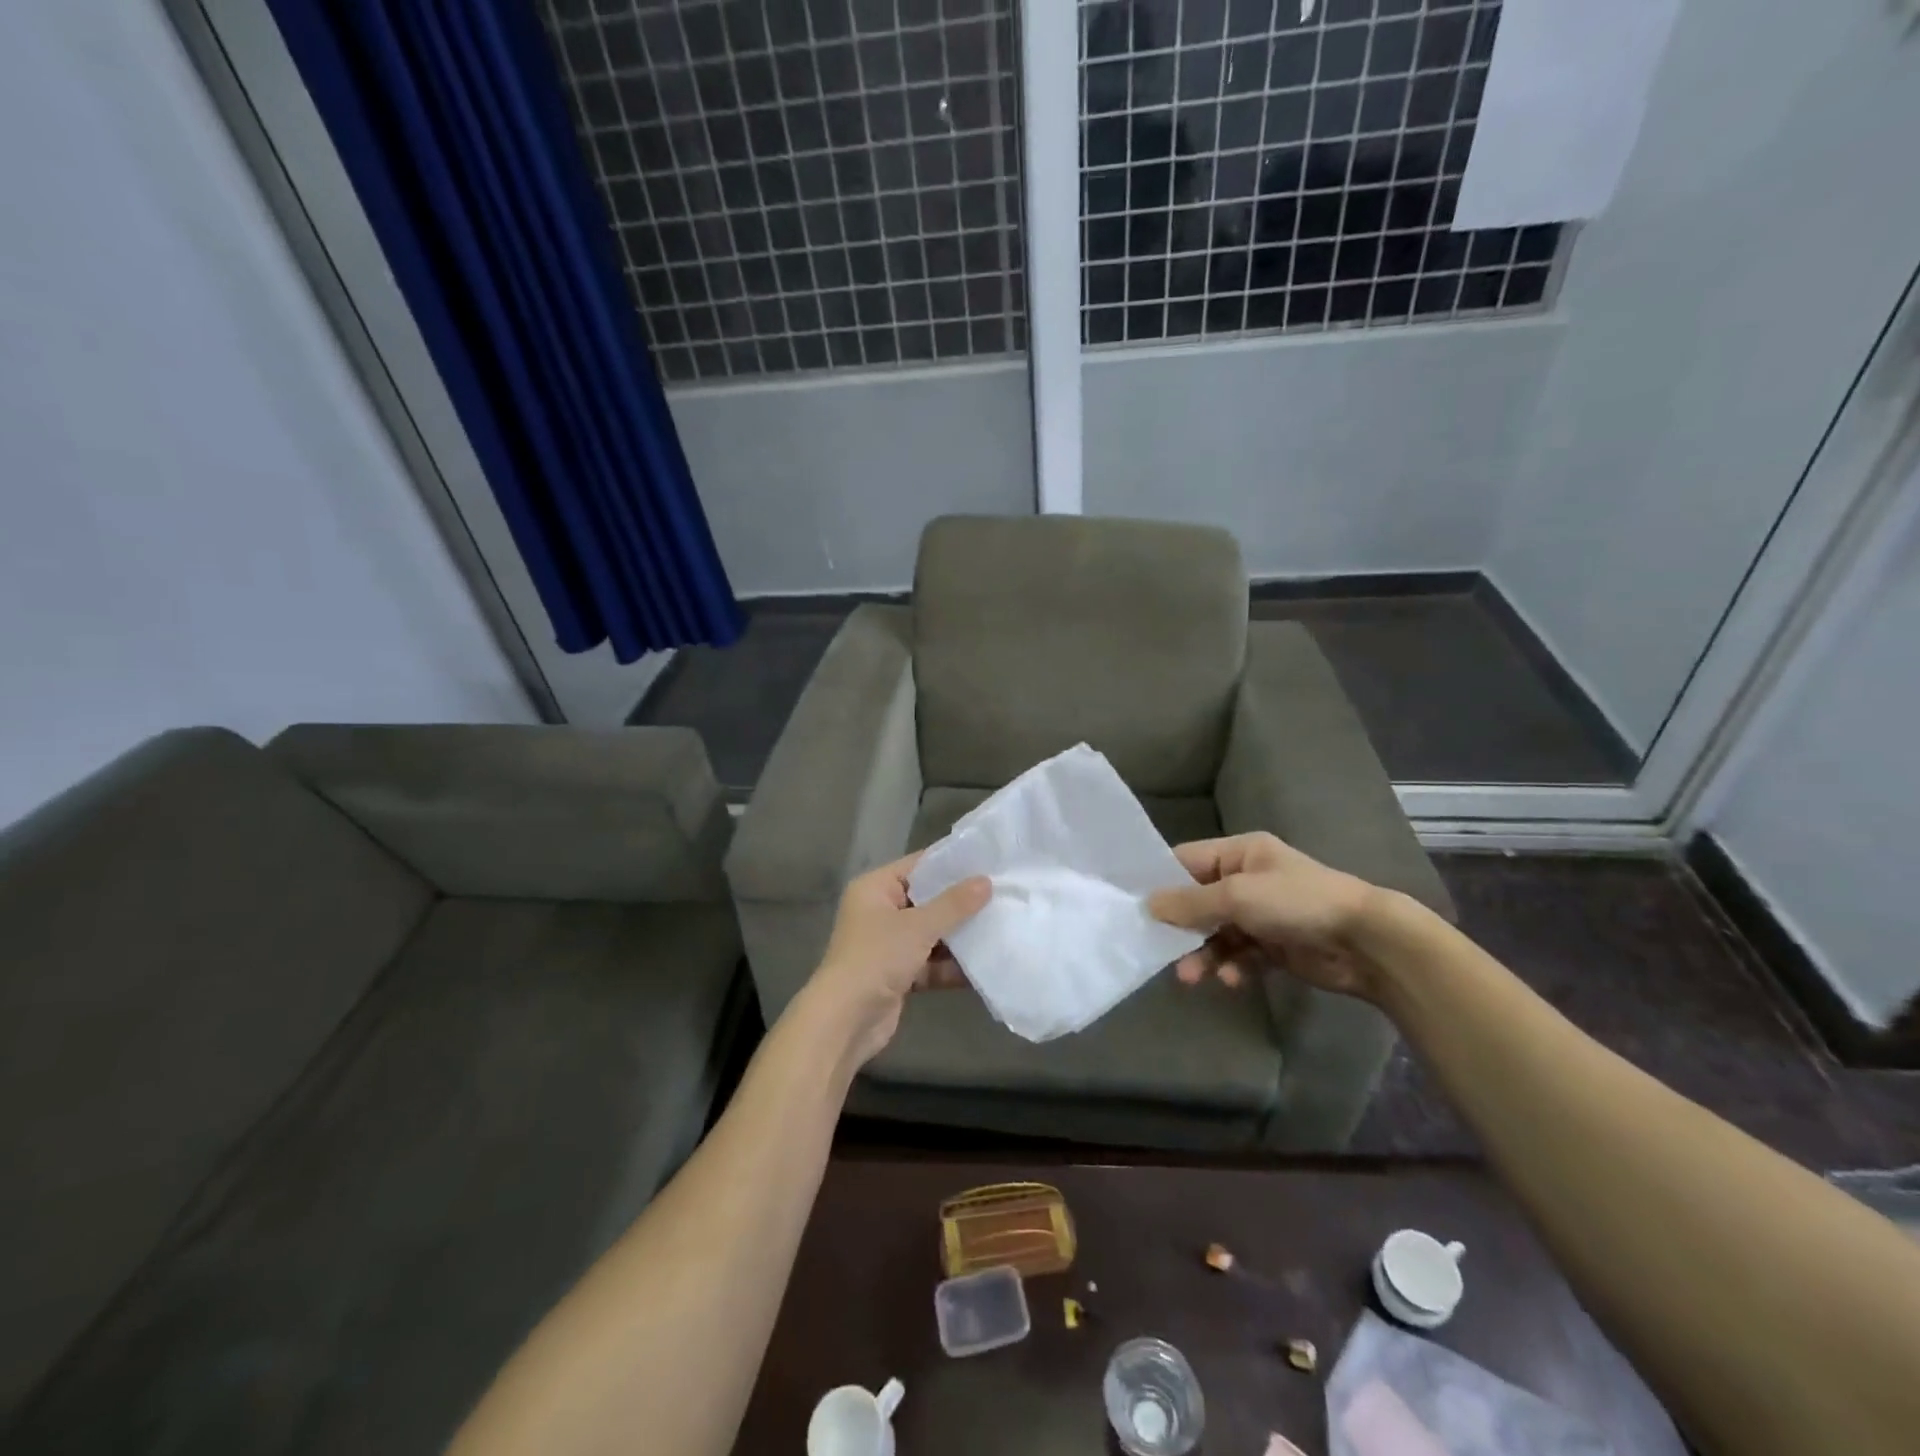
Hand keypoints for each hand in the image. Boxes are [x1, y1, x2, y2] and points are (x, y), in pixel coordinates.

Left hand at [811, 853, 991, 1062]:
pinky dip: (952, 965)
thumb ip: (954, 904)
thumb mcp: (918, 927)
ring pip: (932, 933)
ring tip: (1002, 926)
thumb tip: (986, 881)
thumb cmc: (876, 959)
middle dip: (961, 902)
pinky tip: (985, 964)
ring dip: (960, 936)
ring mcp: (889, 944)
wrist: (845, 1021)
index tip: (989, 861)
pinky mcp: (898, 974)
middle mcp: (880, 911)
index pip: (918, 865)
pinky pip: (931, 963)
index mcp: (875, 888)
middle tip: (1003, 893)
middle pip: (928, 900)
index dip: (951, 864)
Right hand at [1147, 833, 1382, 999]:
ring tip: (1191, 977)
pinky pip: (1240, 955)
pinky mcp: (1275, 945)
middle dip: (1181, 927)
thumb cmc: (1297, 903)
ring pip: (1217, 933)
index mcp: (1240, 853)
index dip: (1161, 882)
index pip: (1186, 861)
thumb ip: (1190, 903)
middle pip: (1198, 901)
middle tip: (1158, 949)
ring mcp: (1262, 914)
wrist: (1366, 942)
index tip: (1134, 906)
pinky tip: (1231, 980)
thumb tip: (1148, 905)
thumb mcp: (1237, 896)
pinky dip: (1232, 967)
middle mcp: (1248, 879)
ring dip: (1202, 954)